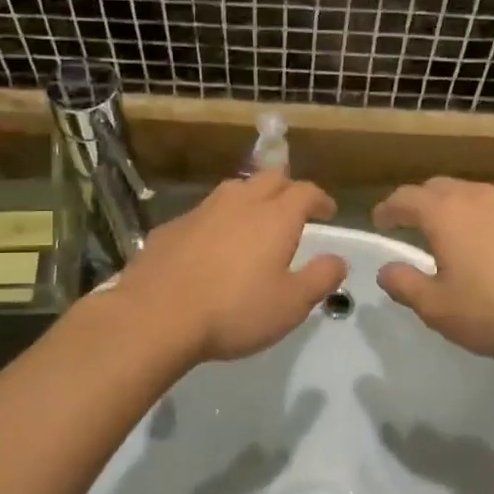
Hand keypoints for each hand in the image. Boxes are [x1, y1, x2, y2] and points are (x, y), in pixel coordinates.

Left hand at [113, 171, 347, 361]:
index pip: (305, 191)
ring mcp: (201, 211)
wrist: (156, 315)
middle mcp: (240, 203)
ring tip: (255, 221)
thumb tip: (338, 260)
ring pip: (234, 189)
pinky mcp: (172, 226)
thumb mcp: (291, 304)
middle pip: (270, 178)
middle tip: (294, 209)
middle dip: (287, 188)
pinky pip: (204, 212)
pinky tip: (213, 244)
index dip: (320, 199)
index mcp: (275, 217)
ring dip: (251, 198)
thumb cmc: (234, 311)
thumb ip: (320, 278)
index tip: (327, 211)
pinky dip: (219, 220)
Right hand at [372, 178, 493, 362]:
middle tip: (415, 225)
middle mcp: (480, 197)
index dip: (388, 208)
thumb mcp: (437, 309)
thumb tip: (387, 270)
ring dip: (462, 211)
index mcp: (446, 214)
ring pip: (479, 197)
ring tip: (461, 237)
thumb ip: (404, 285)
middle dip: (422, 203)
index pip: (405, 198)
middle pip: (441, 188)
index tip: (380, 220)